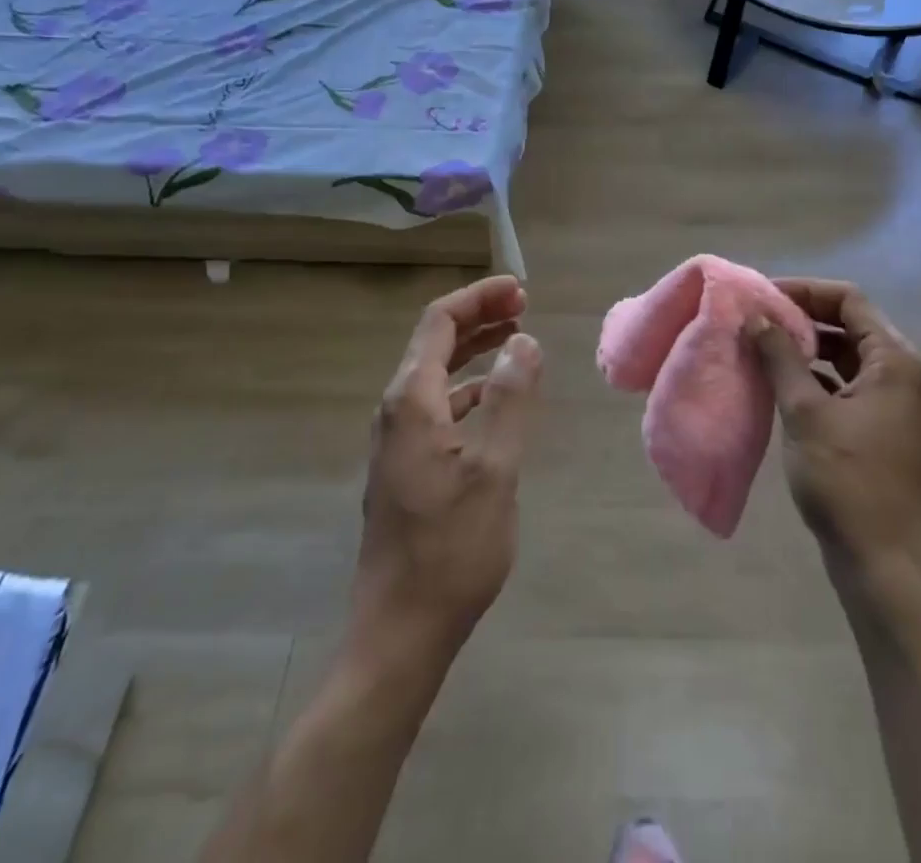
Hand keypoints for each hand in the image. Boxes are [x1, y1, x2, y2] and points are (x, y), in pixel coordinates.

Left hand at [351, 275, 543, 656]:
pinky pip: (438, 405)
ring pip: (436, 373)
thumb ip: (511, 399)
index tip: (520, 289)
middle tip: (524, 306)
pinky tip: (495, 399)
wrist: (400, 631)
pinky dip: (469, 387)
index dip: (479, 297)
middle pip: (435, 342)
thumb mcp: (495, 470)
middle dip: (479, 317)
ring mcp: (396, 440)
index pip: (440, 322)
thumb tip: (524, 341)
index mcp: (411, 401)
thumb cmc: (451, 549)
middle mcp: (396, 410)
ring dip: (475, 350)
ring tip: (516, 340)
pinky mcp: (405, 465)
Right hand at [750, 279, 920, 579]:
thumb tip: (756, 316)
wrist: (878, 558)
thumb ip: (780, 357)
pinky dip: (810, 373)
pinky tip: (776, 379)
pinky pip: (839, 381)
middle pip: (846, 323)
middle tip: (755, 317)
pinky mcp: (873, 423)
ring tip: (759, 343)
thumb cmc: (844, 478)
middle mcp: (896, 371)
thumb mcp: (805, 411)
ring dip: (803, 345)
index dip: (805, 290)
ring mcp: (887, 399)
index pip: (848, 300)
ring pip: (841, 353)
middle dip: (800, 315)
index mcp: (893, 359)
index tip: (763, 296)